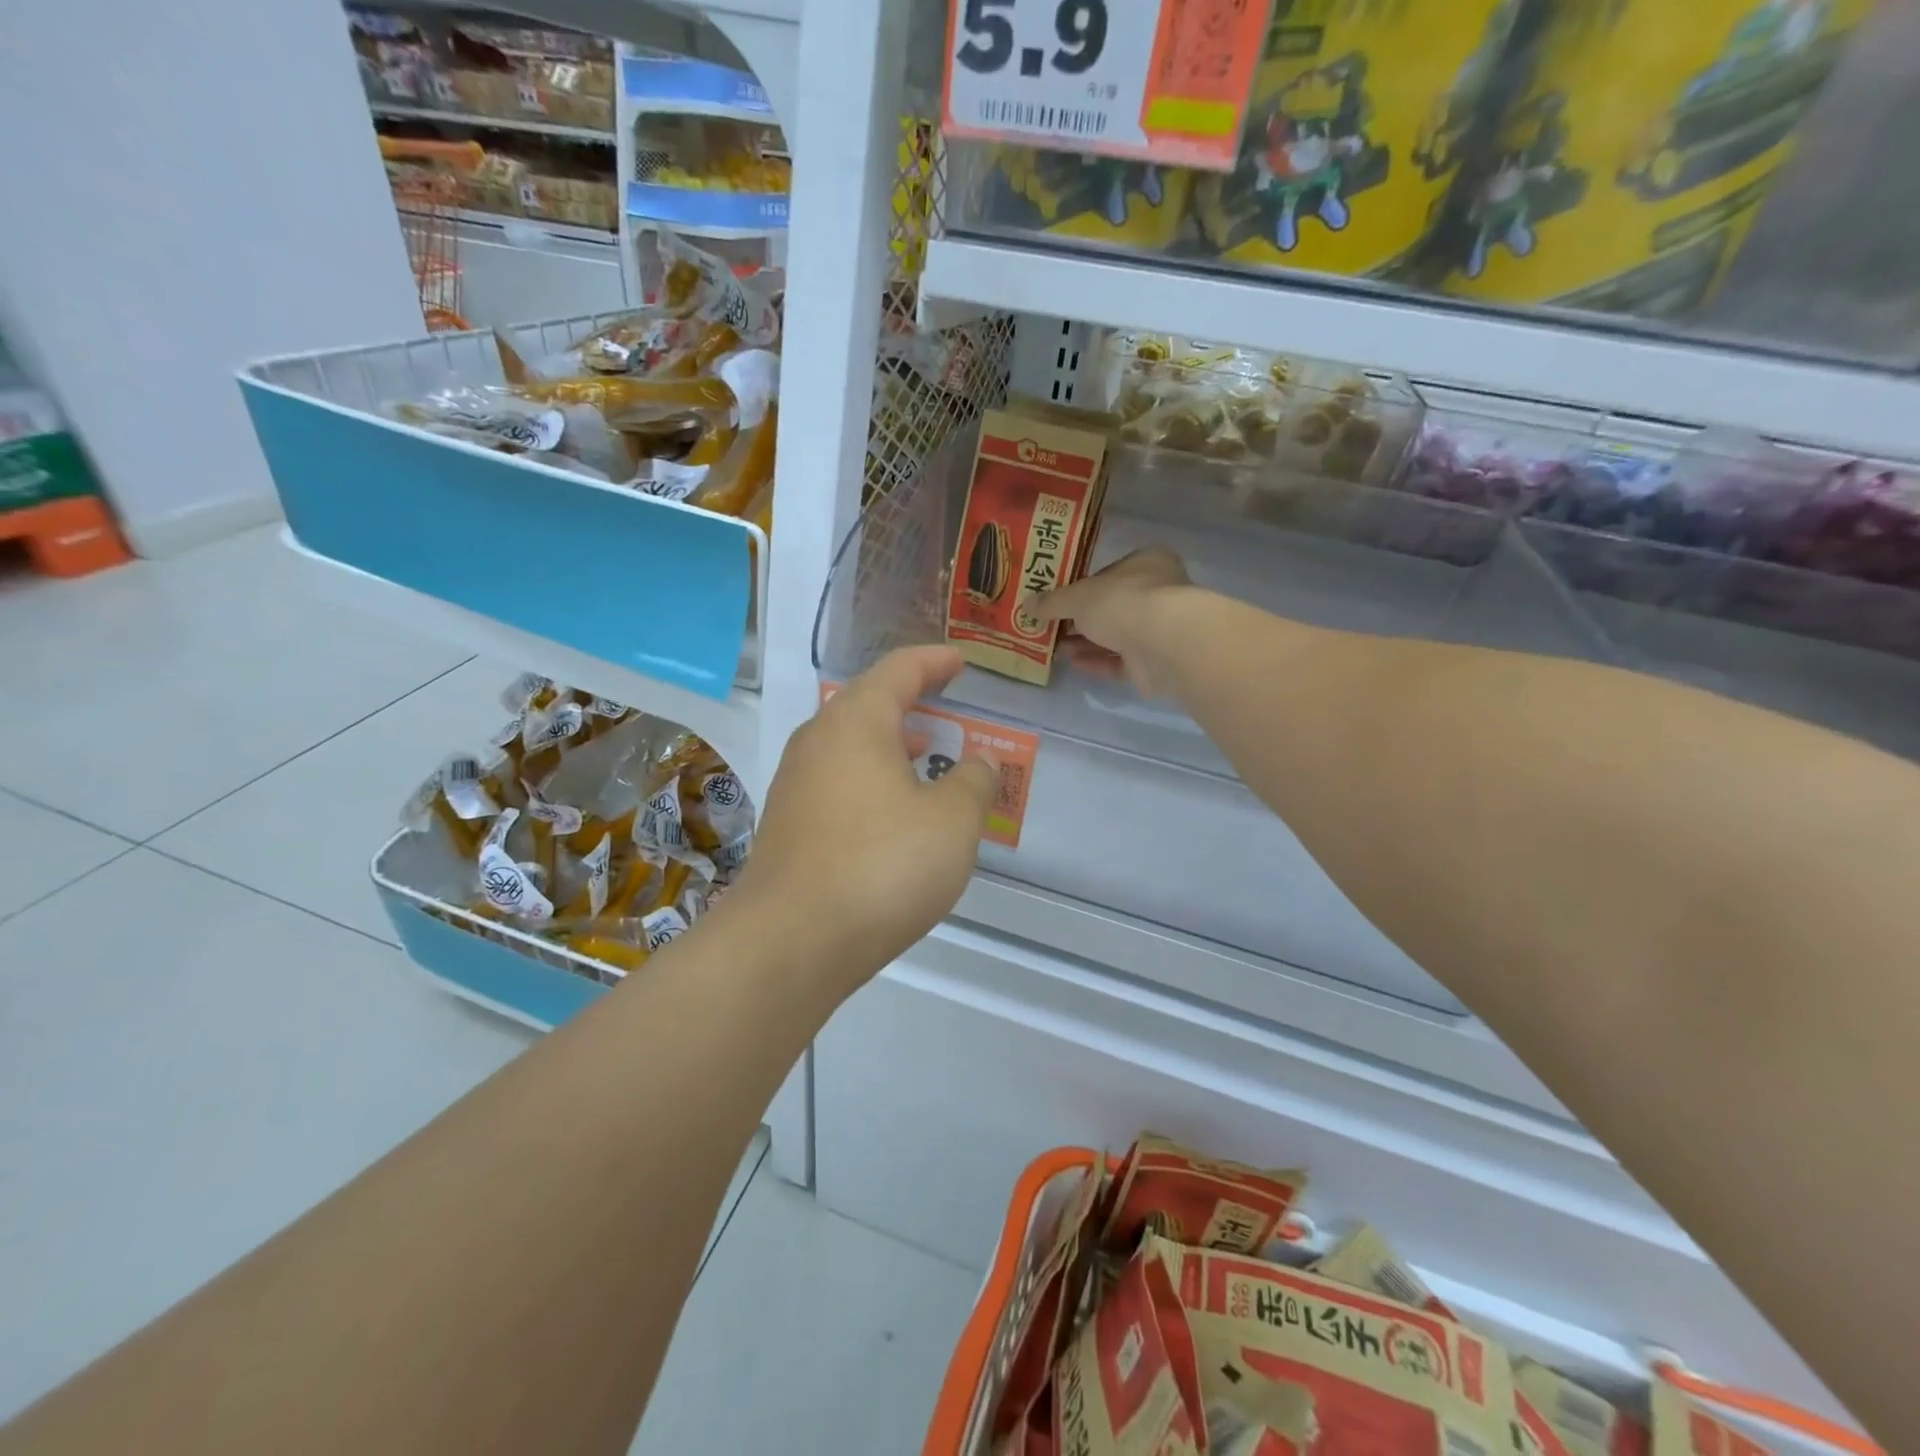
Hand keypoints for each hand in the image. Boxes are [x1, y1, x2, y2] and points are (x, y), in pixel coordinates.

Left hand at [728, 646, 995, 999]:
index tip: (960, 661)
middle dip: (909, 702)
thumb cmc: (881, 866)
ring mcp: (795, 785)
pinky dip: (871, 780)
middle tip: (945, 705)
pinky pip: (838, 783)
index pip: (898, 671)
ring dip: (890, 744)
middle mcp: (817, 743)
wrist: (790, 942)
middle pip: (867, 705)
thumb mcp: (951, 822)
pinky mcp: (788, 826)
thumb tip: (979, 762)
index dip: (934, 662)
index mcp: (856, 723)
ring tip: (926, 754)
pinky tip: (893, 812)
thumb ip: (973, 783)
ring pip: (850, 747)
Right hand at [1027, 548, 1191, 696]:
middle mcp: (1157, 593)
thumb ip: (1052, 601)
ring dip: (1086, 642)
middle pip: (1111, 607)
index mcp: (1145, 564)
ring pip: (1115, 636)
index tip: (1057, 601)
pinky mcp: (1155, 662)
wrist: (1166, 644)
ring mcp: (1158, 630)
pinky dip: (1097, 662)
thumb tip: (1026, 605)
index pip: (1109, 574)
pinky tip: (1073, 663)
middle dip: (1080, 619)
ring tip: (1055, 648)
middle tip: (1050, 628)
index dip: (1081, 587)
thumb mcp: (1077, 597)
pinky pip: (1120, 661)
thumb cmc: (1123, 602)